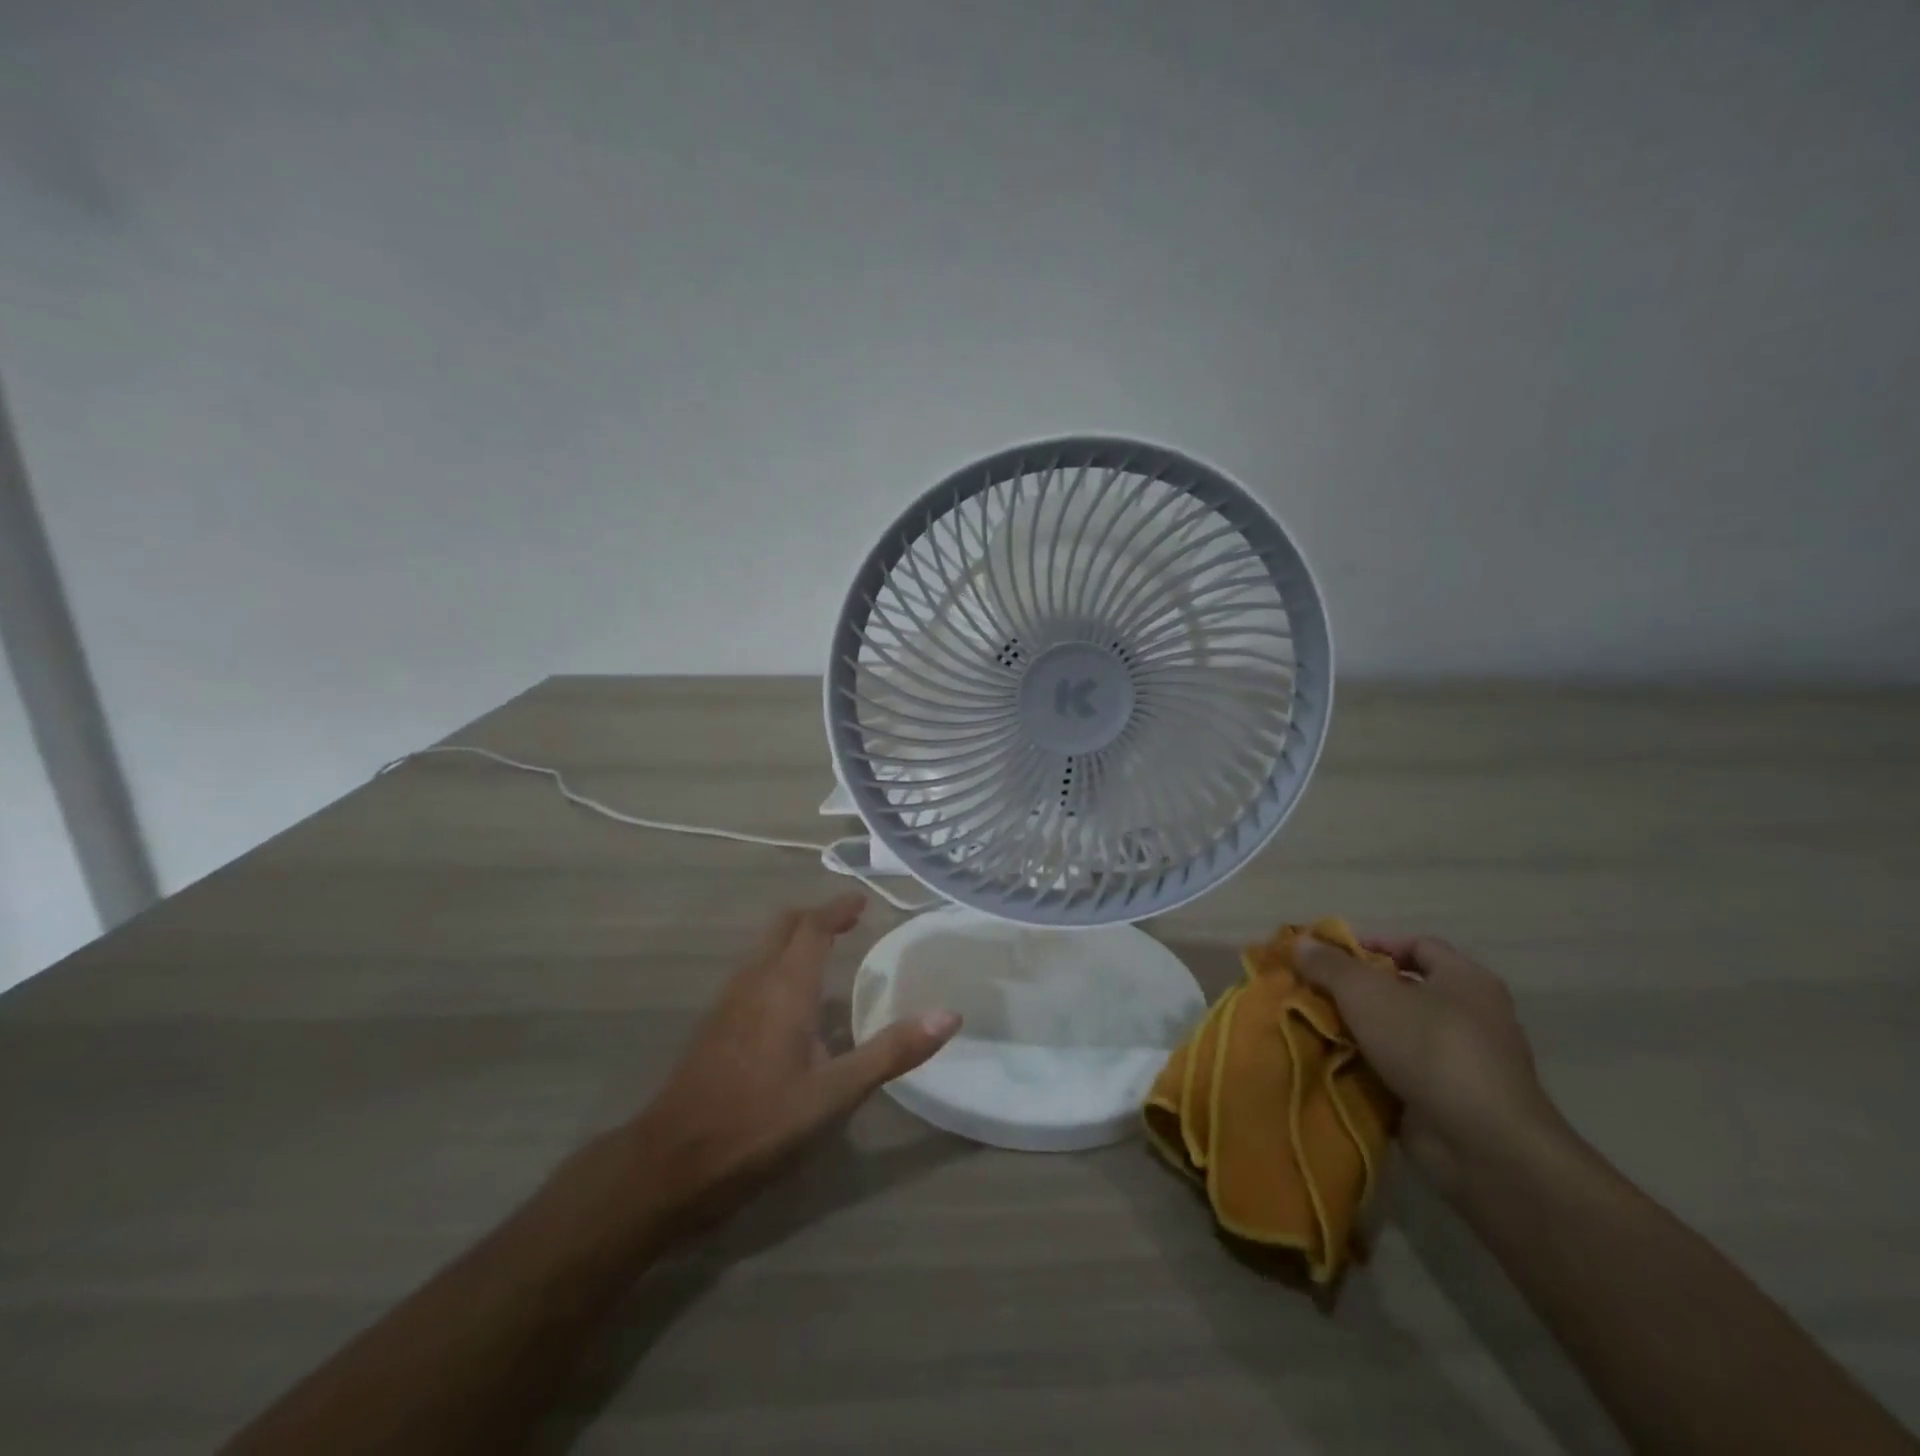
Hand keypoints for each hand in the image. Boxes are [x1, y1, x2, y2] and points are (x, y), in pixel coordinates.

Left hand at [623, 892, 961, 1239]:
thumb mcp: (835, 1093)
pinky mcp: (714, 1028)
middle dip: (815, 918)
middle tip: (848, 921)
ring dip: (794, 940)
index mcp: (784, 986)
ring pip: (763, 950)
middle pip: (783, 928)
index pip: (812, 927)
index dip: (838, 909)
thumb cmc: (758, 1123)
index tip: (862, 901)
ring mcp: (727, 1004)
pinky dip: (777, 966)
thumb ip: (891, 1051)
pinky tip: (791, 1004)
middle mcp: (753, 982)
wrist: (671, 1164)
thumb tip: (949, 1015)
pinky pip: (751, 975)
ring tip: (826, 953)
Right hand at [1294, 933, 1560, 1192]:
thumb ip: (1330, 965)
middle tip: (1312, 993)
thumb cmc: (1429, 1047)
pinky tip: (1332, 1067)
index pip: (1417, 946)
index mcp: (1465, 980)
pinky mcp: (1449, 1102)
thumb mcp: (1366, 993)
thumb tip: (1301, 942)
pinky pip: (1399, 1074)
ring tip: (1312, 1028)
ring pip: (1397, 1035)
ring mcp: (1462, 1063)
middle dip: (1356, 992)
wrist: (1482, 1144)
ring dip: (1358, 1033)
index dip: (1373, 944)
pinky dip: (1368, 1070)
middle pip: (1404, 991)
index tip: (1329, 956)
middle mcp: (1471, 1017)